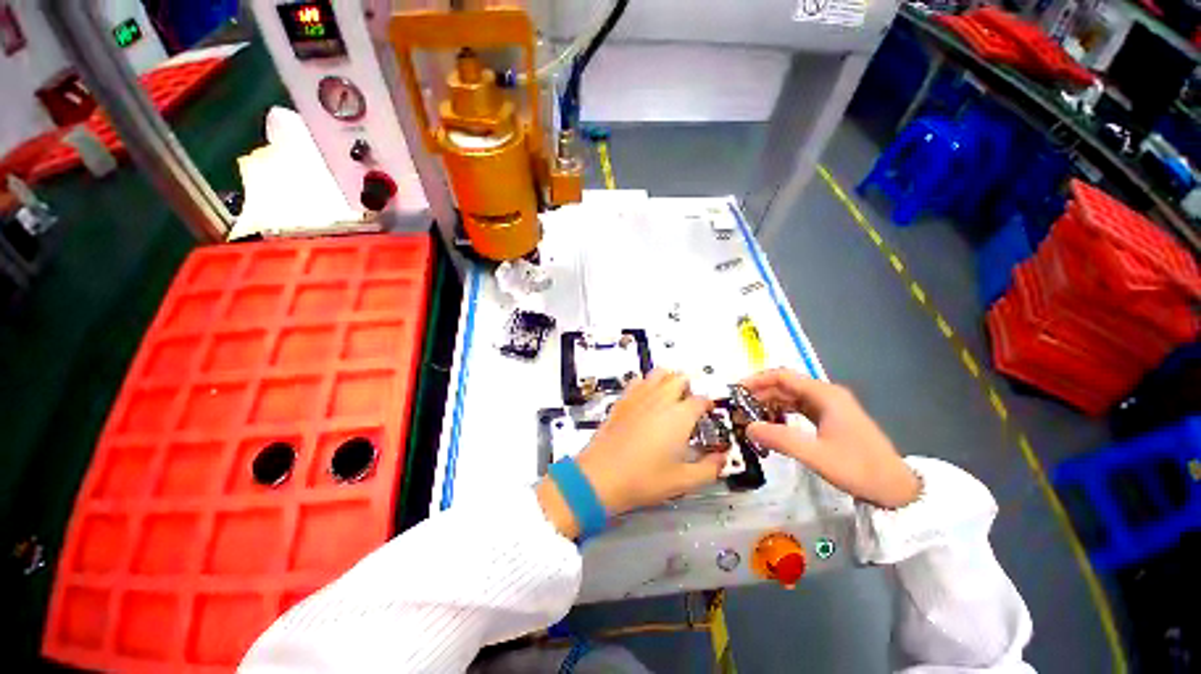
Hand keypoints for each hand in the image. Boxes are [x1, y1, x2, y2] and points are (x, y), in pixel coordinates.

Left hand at [537, 370, 726, 537]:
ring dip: (669, 380)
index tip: (708, 414)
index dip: (708, 406)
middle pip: (681, 378)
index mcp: (679, 416)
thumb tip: (721, 460)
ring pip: (659, 373)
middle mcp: (660, 400)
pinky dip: (647, 383)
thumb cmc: (641, 478)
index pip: (701, 399)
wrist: (601, 476)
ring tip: (671, 397)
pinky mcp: (623, 400)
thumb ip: (709, 469)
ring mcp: (639, 397)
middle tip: (690, 405)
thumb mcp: (682, 481)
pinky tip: (647, 398)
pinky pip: (638, 380)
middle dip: (689, 388)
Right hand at [740, 369, 920, 508]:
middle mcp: (825, 394)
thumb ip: (780, 439)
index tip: (736, 391)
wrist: (896, 488)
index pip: (782, 377)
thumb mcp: (816, 456)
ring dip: (769, 403)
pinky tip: (771, 424)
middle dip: (760, 393)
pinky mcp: (830, 418)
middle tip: (738, 408)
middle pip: (785, 385)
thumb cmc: (859, 468)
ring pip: (791, 396)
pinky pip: (799, 408)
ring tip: (749, 416)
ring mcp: (829, 406)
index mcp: (824, 395)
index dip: (757, 380)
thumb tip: (748, 428)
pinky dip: (782, 412)